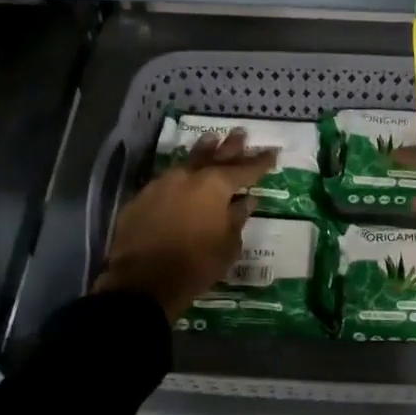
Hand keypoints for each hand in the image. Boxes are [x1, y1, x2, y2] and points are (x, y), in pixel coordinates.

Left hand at [94, 129, 276, 319]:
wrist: (144, 280)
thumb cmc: (196, 264)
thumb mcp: (228, 245)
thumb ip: (238, 217)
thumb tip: (246, 200)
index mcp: (215, 185)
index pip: (245, 169)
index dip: (260, 162)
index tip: (272, 152)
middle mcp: (189, 176)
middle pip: (215, 156)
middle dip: (231, 147)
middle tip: (242, 134)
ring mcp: (163, 183)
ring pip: (188, 161)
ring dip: (203, 151)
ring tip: (212, 139)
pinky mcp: (143, 196)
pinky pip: (168, 179)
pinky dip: (181, 175)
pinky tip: (184, 174)